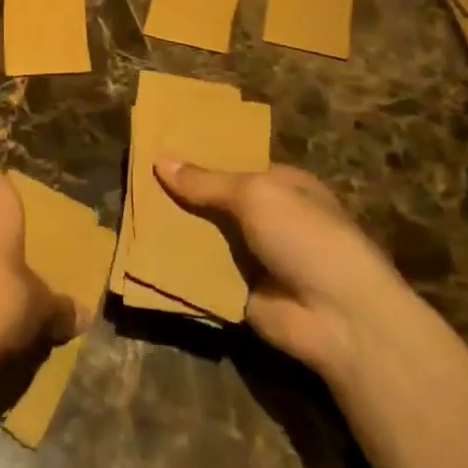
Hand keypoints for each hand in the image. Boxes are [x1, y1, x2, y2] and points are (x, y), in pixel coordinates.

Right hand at [155, 159, 408, 381]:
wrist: (339, 319)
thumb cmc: (307, 238)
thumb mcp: (256, 195)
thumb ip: (206, 181)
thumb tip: (160, 159)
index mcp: (281, 185)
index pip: (232, 163)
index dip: (198, 157)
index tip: (156, 148)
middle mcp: (267, 218)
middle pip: (213, 200)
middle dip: (179, 193)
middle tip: (132, 179)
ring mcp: (252, 257)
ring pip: (203, 236)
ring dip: (173, 229)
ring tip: (127, 211)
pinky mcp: (237, 291)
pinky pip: (199, 272)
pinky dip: (175, 265)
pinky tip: (139, 251)